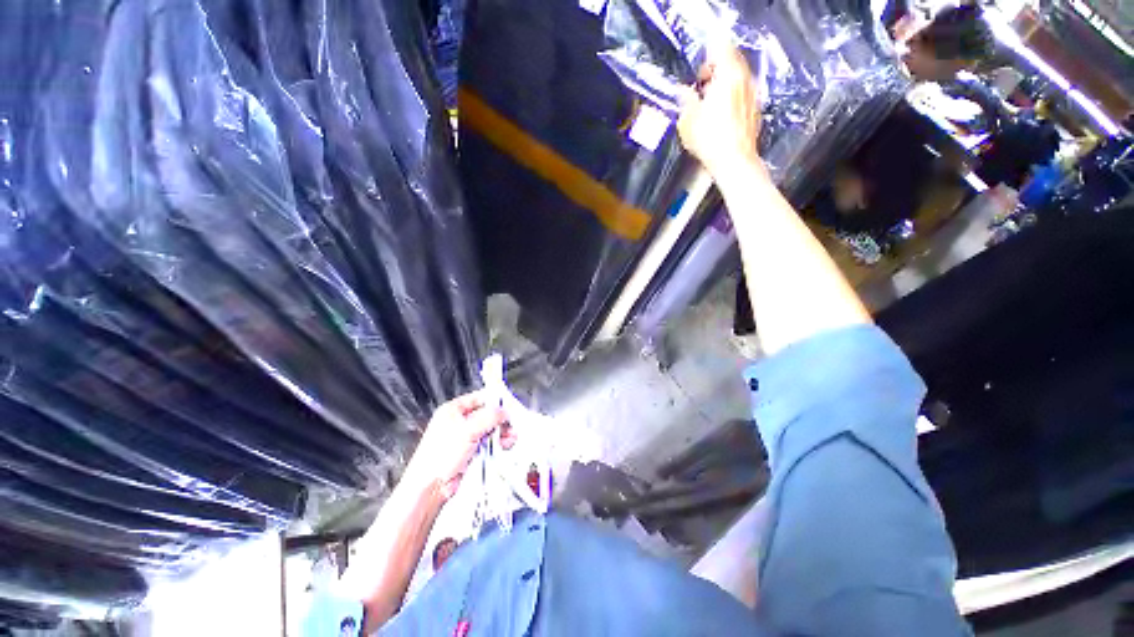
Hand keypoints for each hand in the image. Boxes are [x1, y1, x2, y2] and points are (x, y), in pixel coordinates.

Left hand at [403, 390, 512, 499]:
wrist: (430, 488)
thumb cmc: (438, 457)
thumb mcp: (468, 430)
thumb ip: (489, 417)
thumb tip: (504, 411)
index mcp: (453, 409)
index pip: (480, 398)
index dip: (495, 401)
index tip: (509, 406)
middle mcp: (459, 421)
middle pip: (487, 414)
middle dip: (500, 420)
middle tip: (510, 425)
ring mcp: (465, 437)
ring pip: (490, 429)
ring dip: (502, 433)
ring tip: (508, 438)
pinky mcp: (471, 451)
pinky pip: (489, 442)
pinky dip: (498, 443)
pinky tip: (503, 446)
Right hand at [676, 43, 763, 179]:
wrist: (734, 161)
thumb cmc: (710, 140)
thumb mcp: (688, 120)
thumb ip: (686, 101)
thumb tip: (683, 93)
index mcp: (728, 75)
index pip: (721, 48)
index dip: (708, 54)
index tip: (699, 67)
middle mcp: (744, 80)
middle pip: (732, 61)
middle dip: (716, 69)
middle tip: (702, 85)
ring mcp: (752, 95)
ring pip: (738, 78)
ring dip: (724, 84)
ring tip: (709, 102)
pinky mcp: (755, 110)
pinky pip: (742, 94)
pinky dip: (732, 97)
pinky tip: (720, 115)